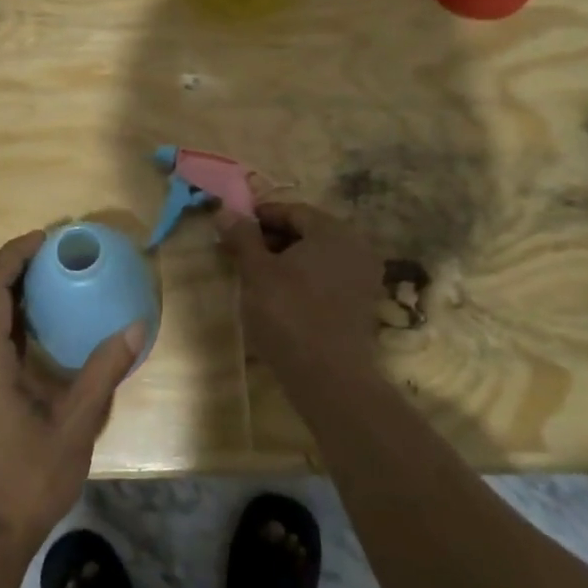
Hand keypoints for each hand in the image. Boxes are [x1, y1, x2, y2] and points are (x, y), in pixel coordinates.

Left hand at [0, 231, 144, 557]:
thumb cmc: (28, 480)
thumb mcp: (75, 425)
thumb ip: (102, 372)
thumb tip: (135, 327)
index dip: (12, 257)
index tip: (43, 239)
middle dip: (6, 265)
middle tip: (46, 251)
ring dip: (0, 288)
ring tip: (40, 275)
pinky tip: (31, 323)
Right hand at [216, 202, 380, 384]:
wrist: (328, 376)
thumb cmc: (288, 314)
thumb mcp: (256, 272)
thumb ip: (242, 237)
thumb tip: (225, 211)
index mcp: (333, 231)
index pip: (292, 211)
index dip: (259, 217)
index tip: (232, 229)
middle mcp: (355, 246)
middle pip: (306, 232)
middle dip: (271, 240)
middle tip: (239, 253)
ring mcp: (362, 276)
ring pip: (316, 257)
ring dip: (285, 261)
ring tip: (254, 277)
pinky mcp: (361, 304)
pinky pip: (327, 279)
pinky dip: (302, 280)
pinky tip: (279, 297)